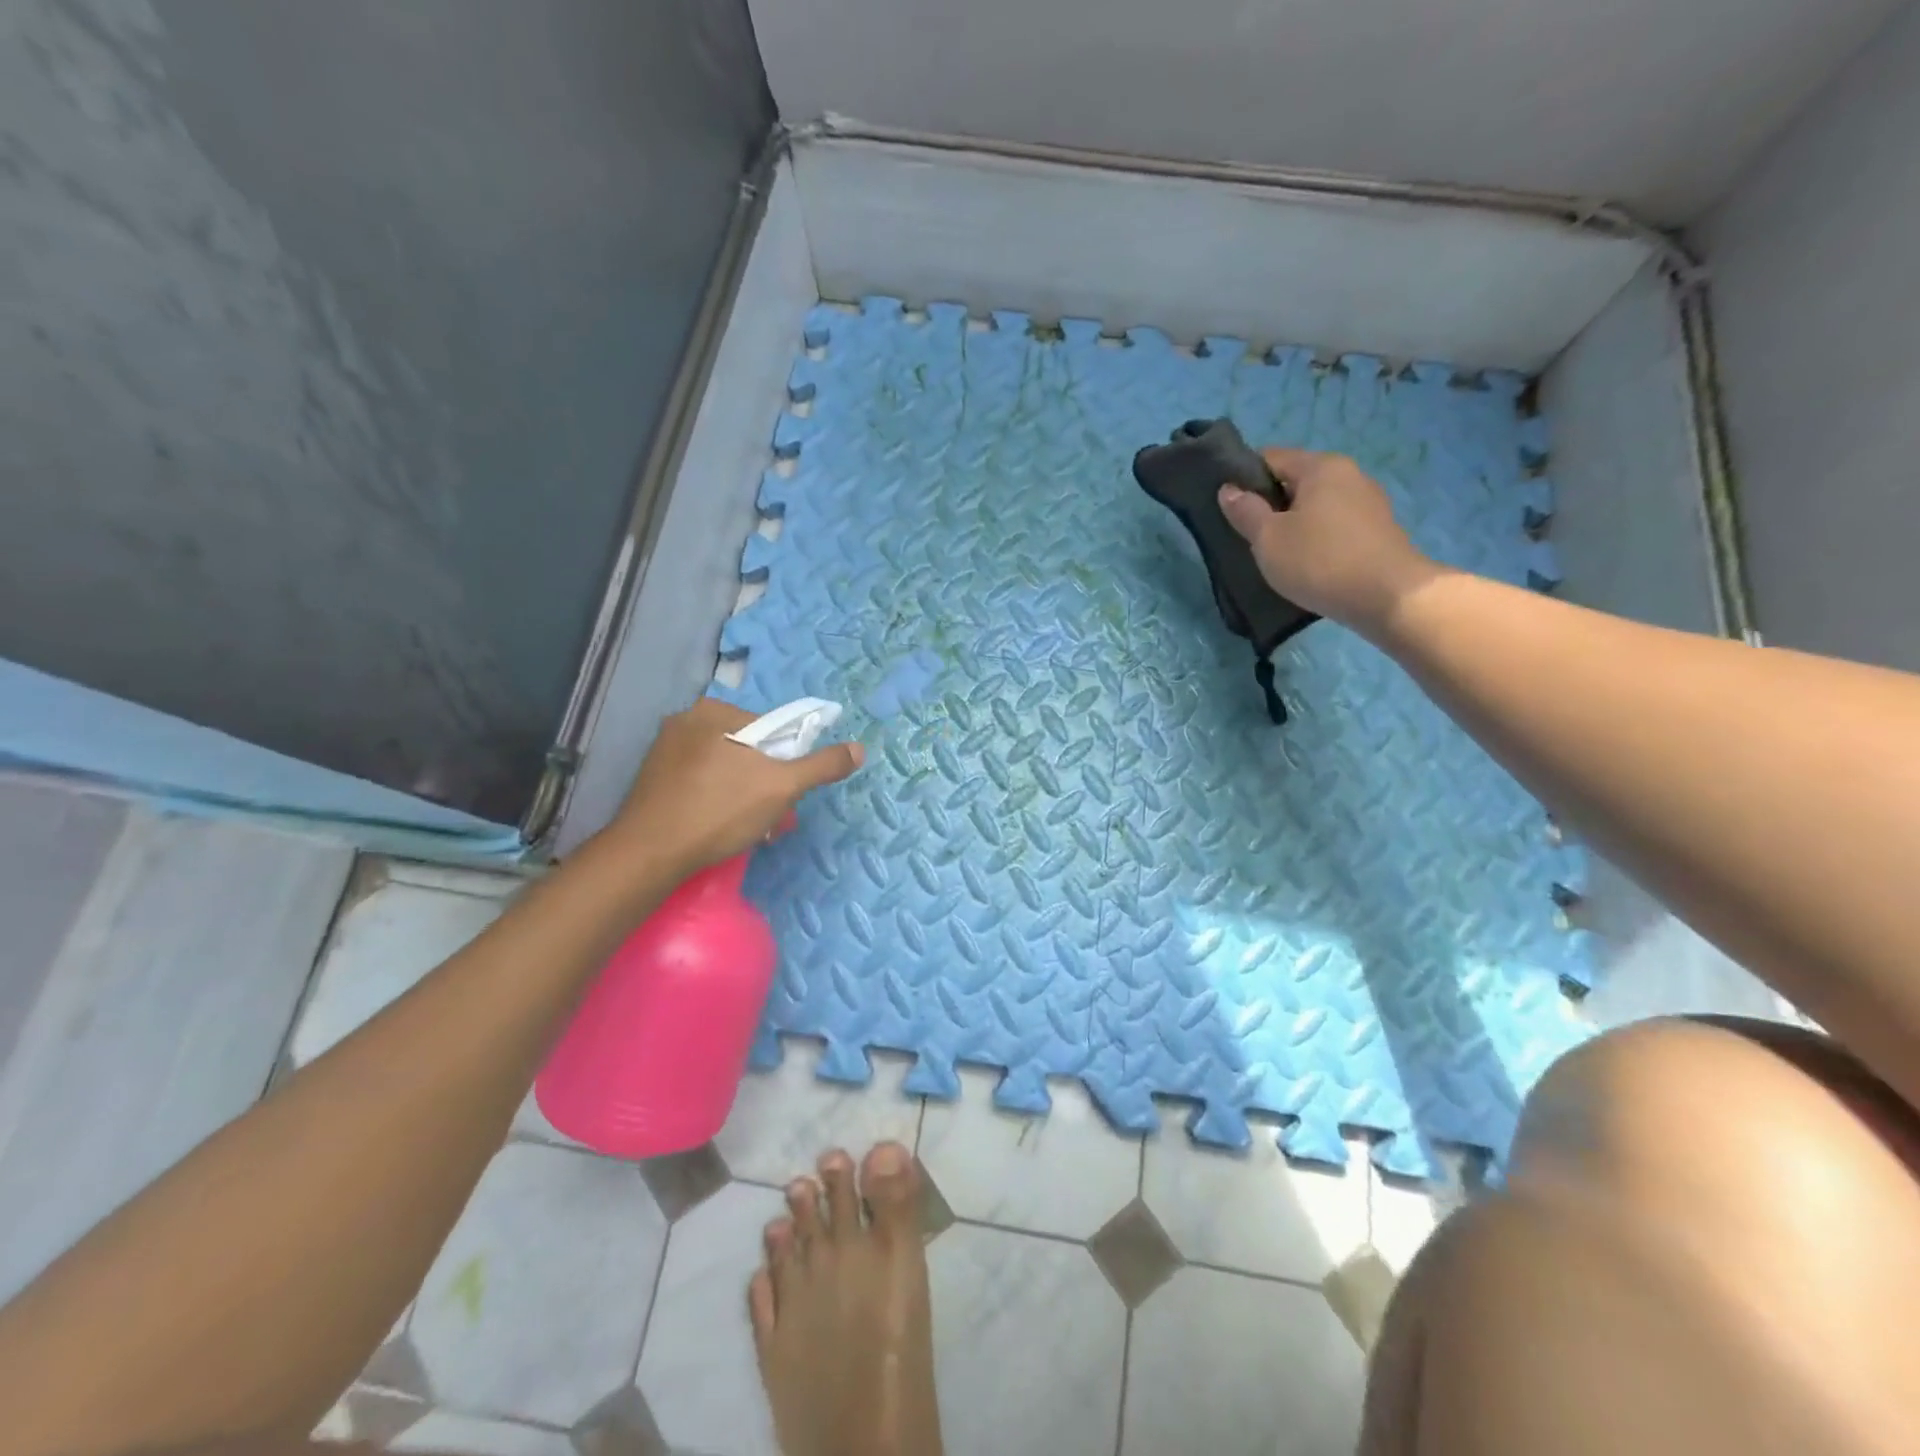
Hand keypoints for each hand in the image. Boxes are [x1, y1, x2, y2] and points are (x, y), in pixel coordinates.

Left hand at [607, 698, 863, 876]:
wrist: (649, 855)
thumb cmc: (719, 811)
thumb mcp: (782, 787)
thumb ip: (821, 765)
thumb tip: (859, 749)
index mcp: (714, 711)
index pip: (770, 729)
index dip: (787, 761)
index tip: (787, 793)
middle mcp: (686, 721)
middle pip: (748, 749)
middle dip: (765, 782)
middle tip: (770, 817)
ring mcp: (664, 751)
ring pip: (725, 767)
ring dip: (744, 793)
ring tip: (748, 828)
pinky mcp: (653, 779)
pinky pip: (700, 781)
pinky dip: (716, 799)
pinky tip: (718, 827)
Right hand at [1218, 448, 1437, 632]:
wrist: (1389, 597)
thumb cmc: (1320, 561)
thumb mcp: (1268, 538)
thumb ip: (1245, 511)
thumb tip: (1228, 490)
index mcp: (1321, 467)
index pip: (1271, 458)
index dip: (1244, 478)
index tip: (1229, 507)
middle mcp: (1349, 474)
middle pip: (1296, 480)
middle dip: (1270, 504)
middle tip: (1249, 536)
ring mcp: (1368, 502)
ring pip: (1316, 505)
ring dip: (1294, 523)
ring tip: (1277, 554)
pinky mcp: (1378, 530)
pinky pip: (1335, 525)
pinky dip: (1317, 538)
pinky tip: (1308, 564)